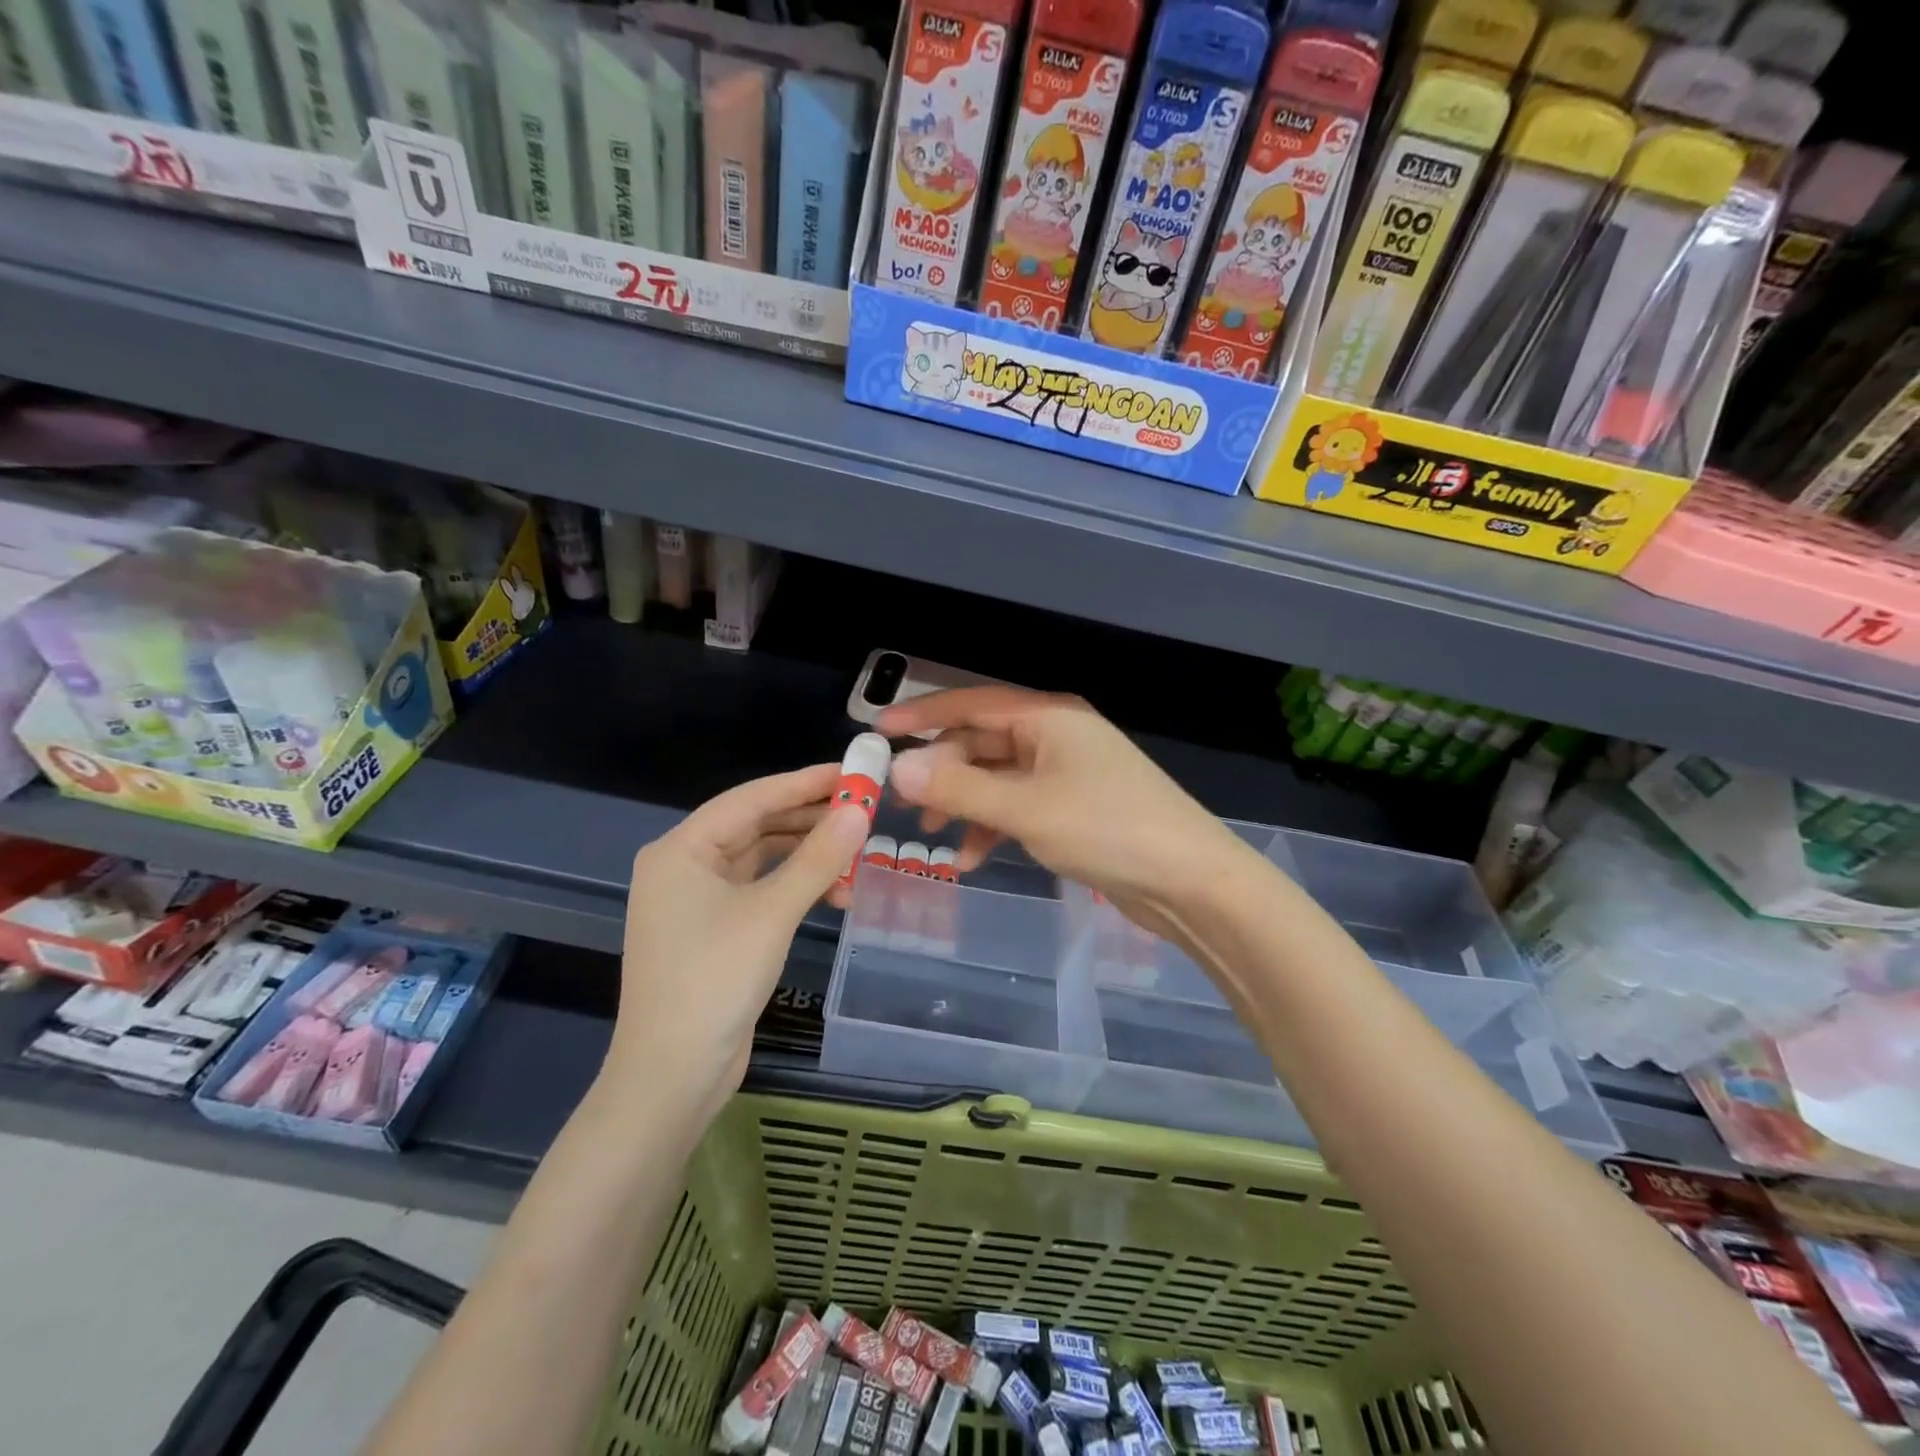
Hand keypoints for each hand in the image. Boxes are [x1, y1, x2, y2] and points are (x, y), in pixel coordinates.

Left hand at [608, 765, 867, 1116]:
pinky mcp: (713, 930)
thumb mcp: (772, 913)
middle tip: (863, 810)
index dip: (804, 783)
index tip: (852, 772)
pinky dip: (795, 887)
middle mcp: (684, 866)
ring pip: (761, 860)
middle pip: (756, 826)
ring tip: (858, 854)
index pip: (751, 798)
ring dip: (807, 857)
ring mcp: (696, 901)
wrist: (672, 1075)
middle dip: (810, 820)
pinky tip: (834, 892)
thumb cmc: (714, 980)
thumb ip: (818, 858)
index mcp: (681, 849)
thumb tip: (860, 810)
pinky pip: (759, 890)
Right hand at [877, 688, 1258, 941]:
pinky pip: (1019, 805)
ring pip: (997, 777)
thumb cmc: (1107, 829)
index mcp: (1048, 717)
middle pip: (982, 742)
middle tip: (905, 803)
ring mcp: (1067, 772)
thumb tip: (898, 767)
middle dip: (942, 771)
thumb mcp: (1024, 809)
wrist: (1190, 881)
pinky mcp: (1074, 807)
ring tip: (934, 837)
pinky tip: (974, 859)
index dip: (922, 713)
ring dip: (964, 803)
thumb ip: (959, 788)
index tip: (878, 730)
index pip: (972, 704)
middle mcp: (1056, 736)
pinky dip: (993, 826)